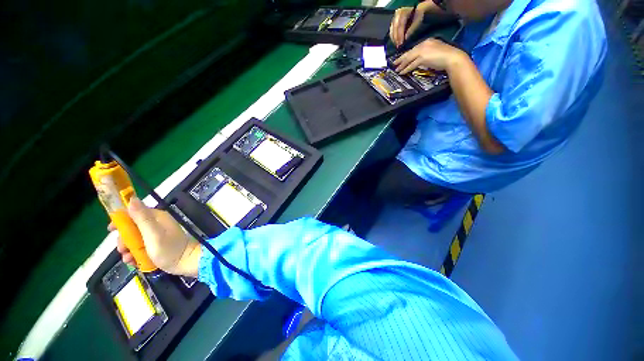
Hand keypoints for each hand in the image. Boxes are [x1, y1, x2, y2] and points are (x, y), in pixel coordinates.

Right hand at [109, 197, 200, 276]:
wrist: (185, 263)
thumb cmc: (169, 248)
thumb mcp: (153, 233)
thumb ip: (142, 217)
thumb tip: (132, 199)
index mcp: (157, 217)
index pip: (134, 212)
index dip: (121, 219)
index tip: (111, 230)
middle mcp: (156, 223)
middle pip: (132, 227)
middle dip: (124, 239)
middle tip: (122, 249)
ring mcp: (156, 235)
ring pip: (134, 239)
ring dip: (128, 249)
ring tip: (128, 258)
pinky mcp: (156, 245)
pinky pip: (140, 247)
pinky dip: (134, 254)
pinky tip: (133, 262)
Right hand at [390, 6, 424, 47]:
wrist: (417, 11)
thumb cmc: (418, 15)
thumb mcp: (417, 21)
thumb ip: (411, 29)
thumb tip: (406, 38)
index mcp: (403, 12)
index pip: (400, 24)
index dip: (400, 35)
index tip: (401, 43)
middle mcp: (397, 14)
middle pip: (394, 27)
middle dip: (396, 38)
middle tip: (398, 45)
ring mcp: (394, 18)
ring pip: (392, 30)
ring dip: (394, 38)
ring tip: (397, 45)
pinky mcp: (393, 22)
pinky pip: (391, 31)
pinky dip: (393, 37)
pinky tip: (396, 42)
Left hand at [394, 38, 466, 73]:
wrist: (452, 58)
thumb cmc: (446, 57)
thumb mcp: (435, 52)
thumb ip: (427, 54)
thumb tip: (420, 61)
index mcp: (428, 41)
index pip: (415, 48)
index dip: (407, 54)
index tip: (402, 58)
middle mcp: (424, 44)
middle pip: (410, 52)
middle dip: (401, 59)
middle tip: (394, 63)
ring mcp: (423, 50)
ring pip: (409, 58)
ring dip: (402, 65)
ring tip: (396, 70)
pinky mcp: (422, 58)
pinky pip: (411, 64)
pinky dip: (406, 69)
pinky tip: (402, 72)